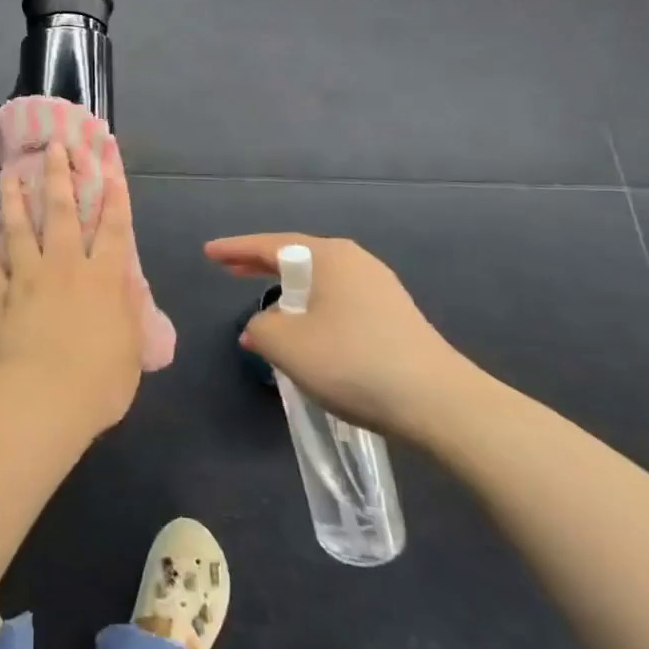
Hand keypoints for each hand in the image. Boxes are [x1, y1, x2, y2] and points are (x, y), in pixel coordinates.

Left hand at [0, 139, 141, 435]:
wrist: (44, 399)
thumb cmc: (99, 380)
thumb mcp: (131, 348)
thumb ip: (128, 311)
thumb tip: (126, 284)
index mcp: (103, 278)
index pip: (113, 228)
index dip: (114, 195)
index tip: (108, 165)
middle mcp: (65, 267)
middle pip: (62, 213)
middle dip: (59, 176)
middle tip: (53, 147)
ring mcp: (29, 279)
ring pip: (20, 230)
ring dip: (14, 200)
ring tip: (9, 174)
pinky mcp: (1, 299)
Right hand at [206, 233, 477, 440]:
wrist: (440, 404)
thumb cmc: (353, 362)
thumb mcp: (287, 345)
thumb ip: (261, 328)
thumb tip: (263, 327)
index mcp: (329, 257)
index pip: (270, 245)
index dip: (235, 249)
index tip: (209, 253)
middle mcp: (355, 262)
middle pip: (297, 258)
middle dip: (261, 265)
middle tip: (230, 270)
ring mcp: (380, 289)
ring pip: (320, 283)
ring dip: (289, 293)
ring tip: (266, 311)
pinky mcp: (396, 318)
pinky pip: (340, 303)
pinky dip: (314, 311)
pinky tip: (307, 336)